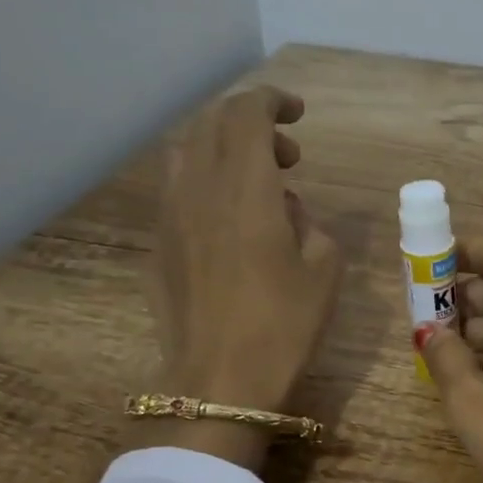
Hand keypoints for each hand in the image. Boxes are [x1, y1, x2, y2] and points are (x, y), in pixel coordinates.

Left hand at [133, 86, 341, 468]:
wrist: (220, 381)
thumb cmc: (283, 326)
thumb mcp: (324, 271)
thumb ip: (309, 223)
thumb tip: (284, 208)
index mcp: (245, 186)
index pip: (247, 113)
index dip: (272, 102)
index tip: (297, 114)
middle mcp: (199, 186)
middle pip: (213, 124)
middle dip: (251, 123)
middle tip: (288, 155)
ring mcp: (170, 215)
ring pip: (187, 152)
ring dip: (222, 150)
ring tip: (255, 183)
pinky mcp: (158, 244)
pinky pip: (178, 190)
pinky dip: (205, 183)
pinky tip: (228, 220)